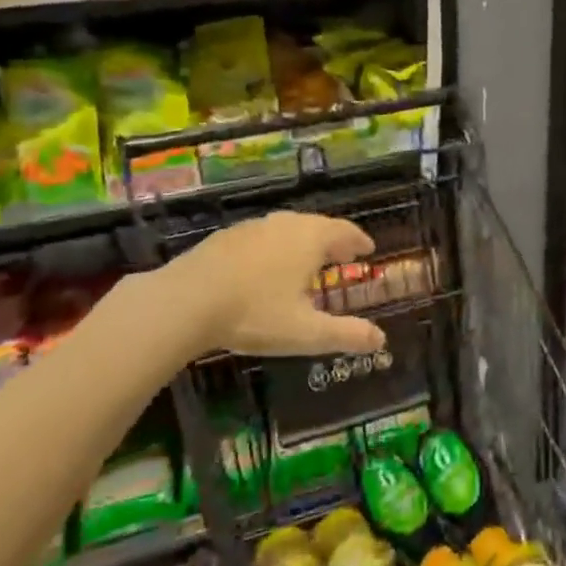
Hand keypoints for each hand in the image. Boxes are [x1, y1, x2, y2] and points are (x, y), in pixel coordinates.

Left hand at [167, 211, 386, 357]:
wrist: (185, 300)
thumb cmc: (254, 313)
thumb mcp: (305, 332)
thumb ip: (345, 335)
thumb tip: (380, 340)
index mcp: (310, 239)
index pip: (344, 231)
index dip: (358, 240)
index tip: (368, 248)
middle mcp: (285, 225)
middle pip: (317, 225)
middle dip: (332, 240)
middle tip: (341, 255)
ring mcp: (253, 228)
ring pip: (287, 228)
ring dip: (303, 241)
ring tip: (306, 261)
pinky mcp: (226, 237)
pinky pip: (263, 237)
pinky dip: (275, 247)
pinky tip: (266, 267)